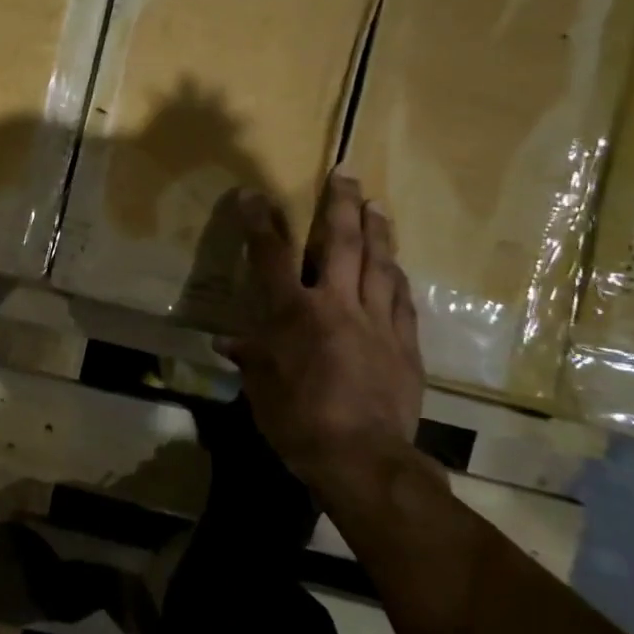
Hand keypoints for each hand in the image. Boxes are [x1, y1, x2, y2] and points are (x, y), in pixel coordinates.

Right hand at [217, 170, 427, 485]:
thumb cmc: (298, 421)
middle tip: (346, 175)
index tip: (254, 195)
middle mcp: (336, 304)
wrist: (362, 457)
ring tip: (377, 206)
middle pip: (341, 242)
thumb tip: (228, 344)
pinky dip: (397, 278)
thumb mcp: (261, 389)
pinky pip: (402, 300)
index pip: (272, 255)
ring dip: (378, 231)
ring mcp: (376, 321)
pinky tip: (397, 266)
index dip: (260, 221)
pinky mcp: (405, 343)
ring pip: (380, 264)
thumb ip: (250, 358)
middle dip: (340, 204)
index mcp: (293, 313)